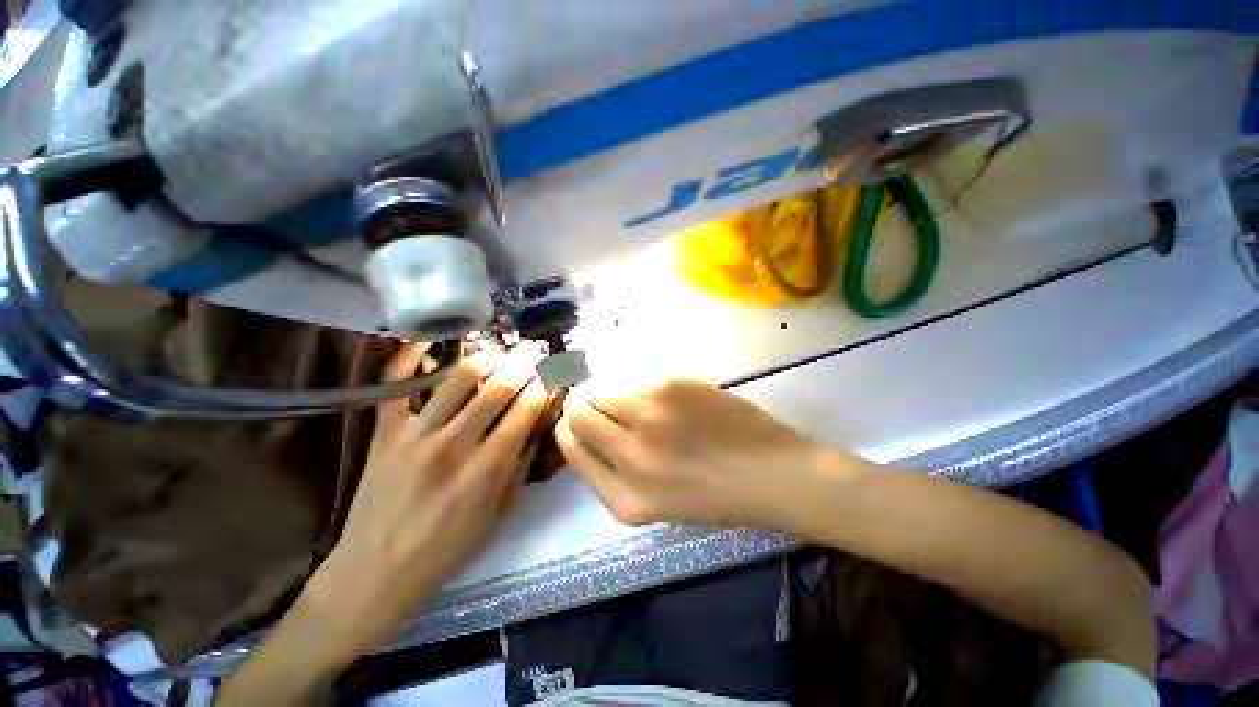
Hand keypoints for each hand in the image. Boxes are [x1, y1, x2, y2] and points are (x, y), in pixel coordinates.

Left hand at [302, 342, 548, 665]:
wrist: (375, 573)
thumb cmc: (446, 550)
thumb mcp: (499, 515)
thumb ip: (521, 466)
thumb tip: (538, 425)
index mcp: (486, 470)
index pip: (524, 411)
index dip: (542, 385)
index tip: (551, 372)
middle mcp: (453, 445)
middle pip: (496, 388)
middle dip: (523, 363)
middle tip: (534, 349)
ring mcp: (414, 435)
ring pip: (456, 379)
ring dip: (485, 356)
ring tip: (501, 347)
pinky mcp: (384, 433)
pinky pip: (395, 386)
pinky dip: (408, 358)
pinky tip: (427, 340)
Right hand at [556, 380, 864, 528]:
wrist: (771, 473)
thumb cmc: (716, 495)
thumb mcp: (657, 503)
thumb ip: (616, 472)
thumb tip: (589, 431)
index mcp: (626, 499)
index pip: (572, 451)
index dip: (568, 430)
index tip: (572, 420)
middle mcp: (631, 457)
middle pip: (579, 415)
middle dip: (580, 405)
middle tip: (594, 401)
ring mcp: (650, 416)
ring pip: (604, 391)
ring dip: (609, 393)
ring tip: (635, 403)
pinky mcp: (670, 387)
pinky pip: (637, 382)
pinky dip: (640, 389)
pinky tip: (665, 400)